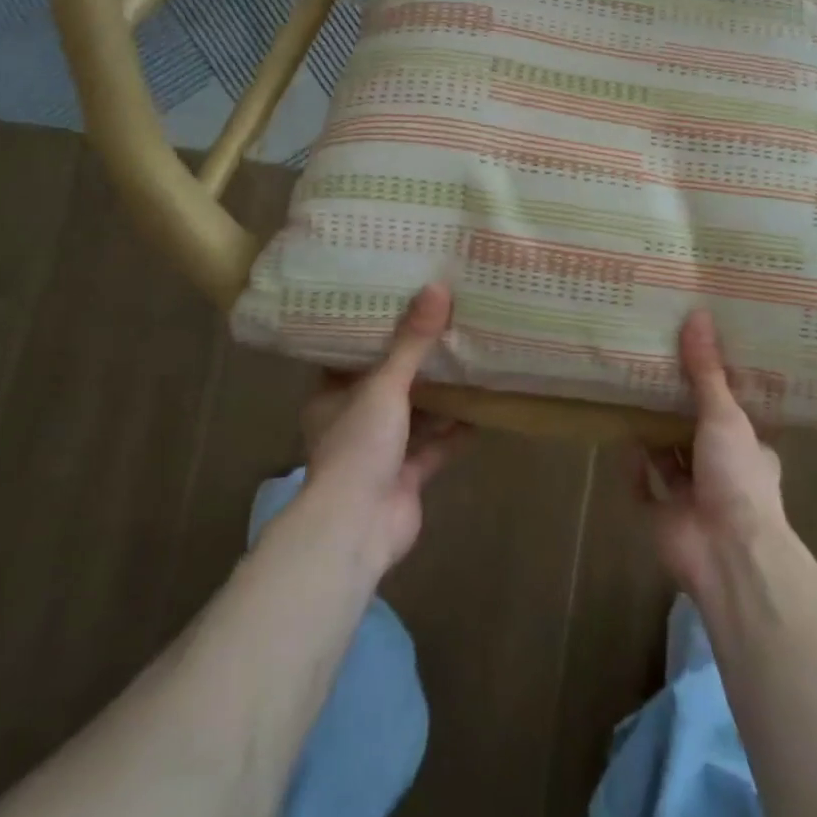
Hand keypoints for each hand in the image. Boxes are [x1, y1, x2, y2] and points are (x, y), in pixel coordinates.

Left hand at [299, 283, 463, 573]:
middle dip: (416, 361)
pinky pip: (436, 445)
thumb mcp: (384, 386)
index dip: (375, 331)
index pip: (351, 355)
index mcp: (332, 397)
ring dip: (440, 396)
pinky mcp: (407, 476)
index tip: (402, 301)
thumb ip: (412, 342)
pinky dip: (457, 430)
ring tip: (470, 357)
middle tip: (446, 323)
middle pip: (388, 384)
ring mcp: (381, 452)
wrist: (357, 528)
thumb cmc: (358, 447)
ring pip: (415, 415)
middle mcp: (354, 421)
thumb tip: (437, 288)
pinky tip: (484, 407)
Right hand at [630, 309, 788, 598]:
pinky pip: (643, 489)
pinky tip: (621, 440)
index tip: (695, 359)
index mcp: (748, 449)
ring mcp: (692, 498)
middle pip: (695, 433)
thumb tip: (698, 314)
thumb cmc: (736, 476)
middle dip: (677, 410)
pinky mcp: (663, 518)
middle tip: (653, 370)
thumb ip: (706, 371)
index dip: (715, 389)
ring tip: (632, 396)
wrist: (726, 551)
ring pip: (668, 460)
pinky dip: (633, 468)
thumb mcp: (725, 414)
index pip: (732, 413)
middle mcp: (722, 472)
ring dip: (653, 436)